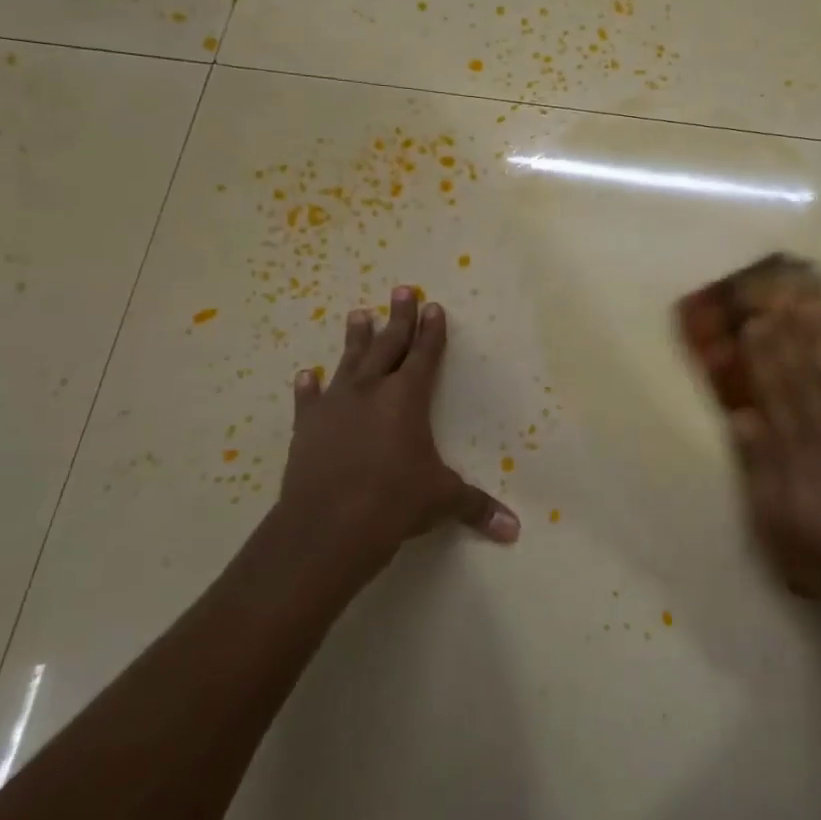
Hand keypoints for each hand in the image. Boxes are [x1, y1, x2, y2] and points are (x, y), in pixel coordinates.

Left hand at [269, 287, 516, 585]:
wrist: (327, 527)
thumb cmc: (393, 504)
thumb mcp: (442, 501)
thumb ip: (477, 507)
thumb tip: (515, 530)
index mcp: (406, 398)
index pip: (424, 355)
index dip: (431, 331)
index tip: (433, 306)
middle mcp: (371, 391)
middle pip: (387, 345)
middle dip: (398, 317)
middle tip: (401, 290)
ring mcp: (335, 406)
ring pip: (348, 362)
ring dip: (355, 338)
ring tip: (358, 313)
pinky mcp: (307, 427)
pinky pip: (309, 400)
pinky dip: (308, 387)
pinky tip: (306, 374)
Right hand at [730, 297, 820, 602]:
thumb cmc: (820, 552)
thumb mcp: (774, 521)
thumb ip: (760, 468)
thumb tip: (744, 417)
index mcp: (795, 452)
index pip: (775, 392)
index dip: (764, 355)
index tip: (754, 321)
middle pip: (804, 374)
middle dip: (790, 332)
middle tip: (780, 294)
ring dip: (820, 337)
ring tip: (809, 304)